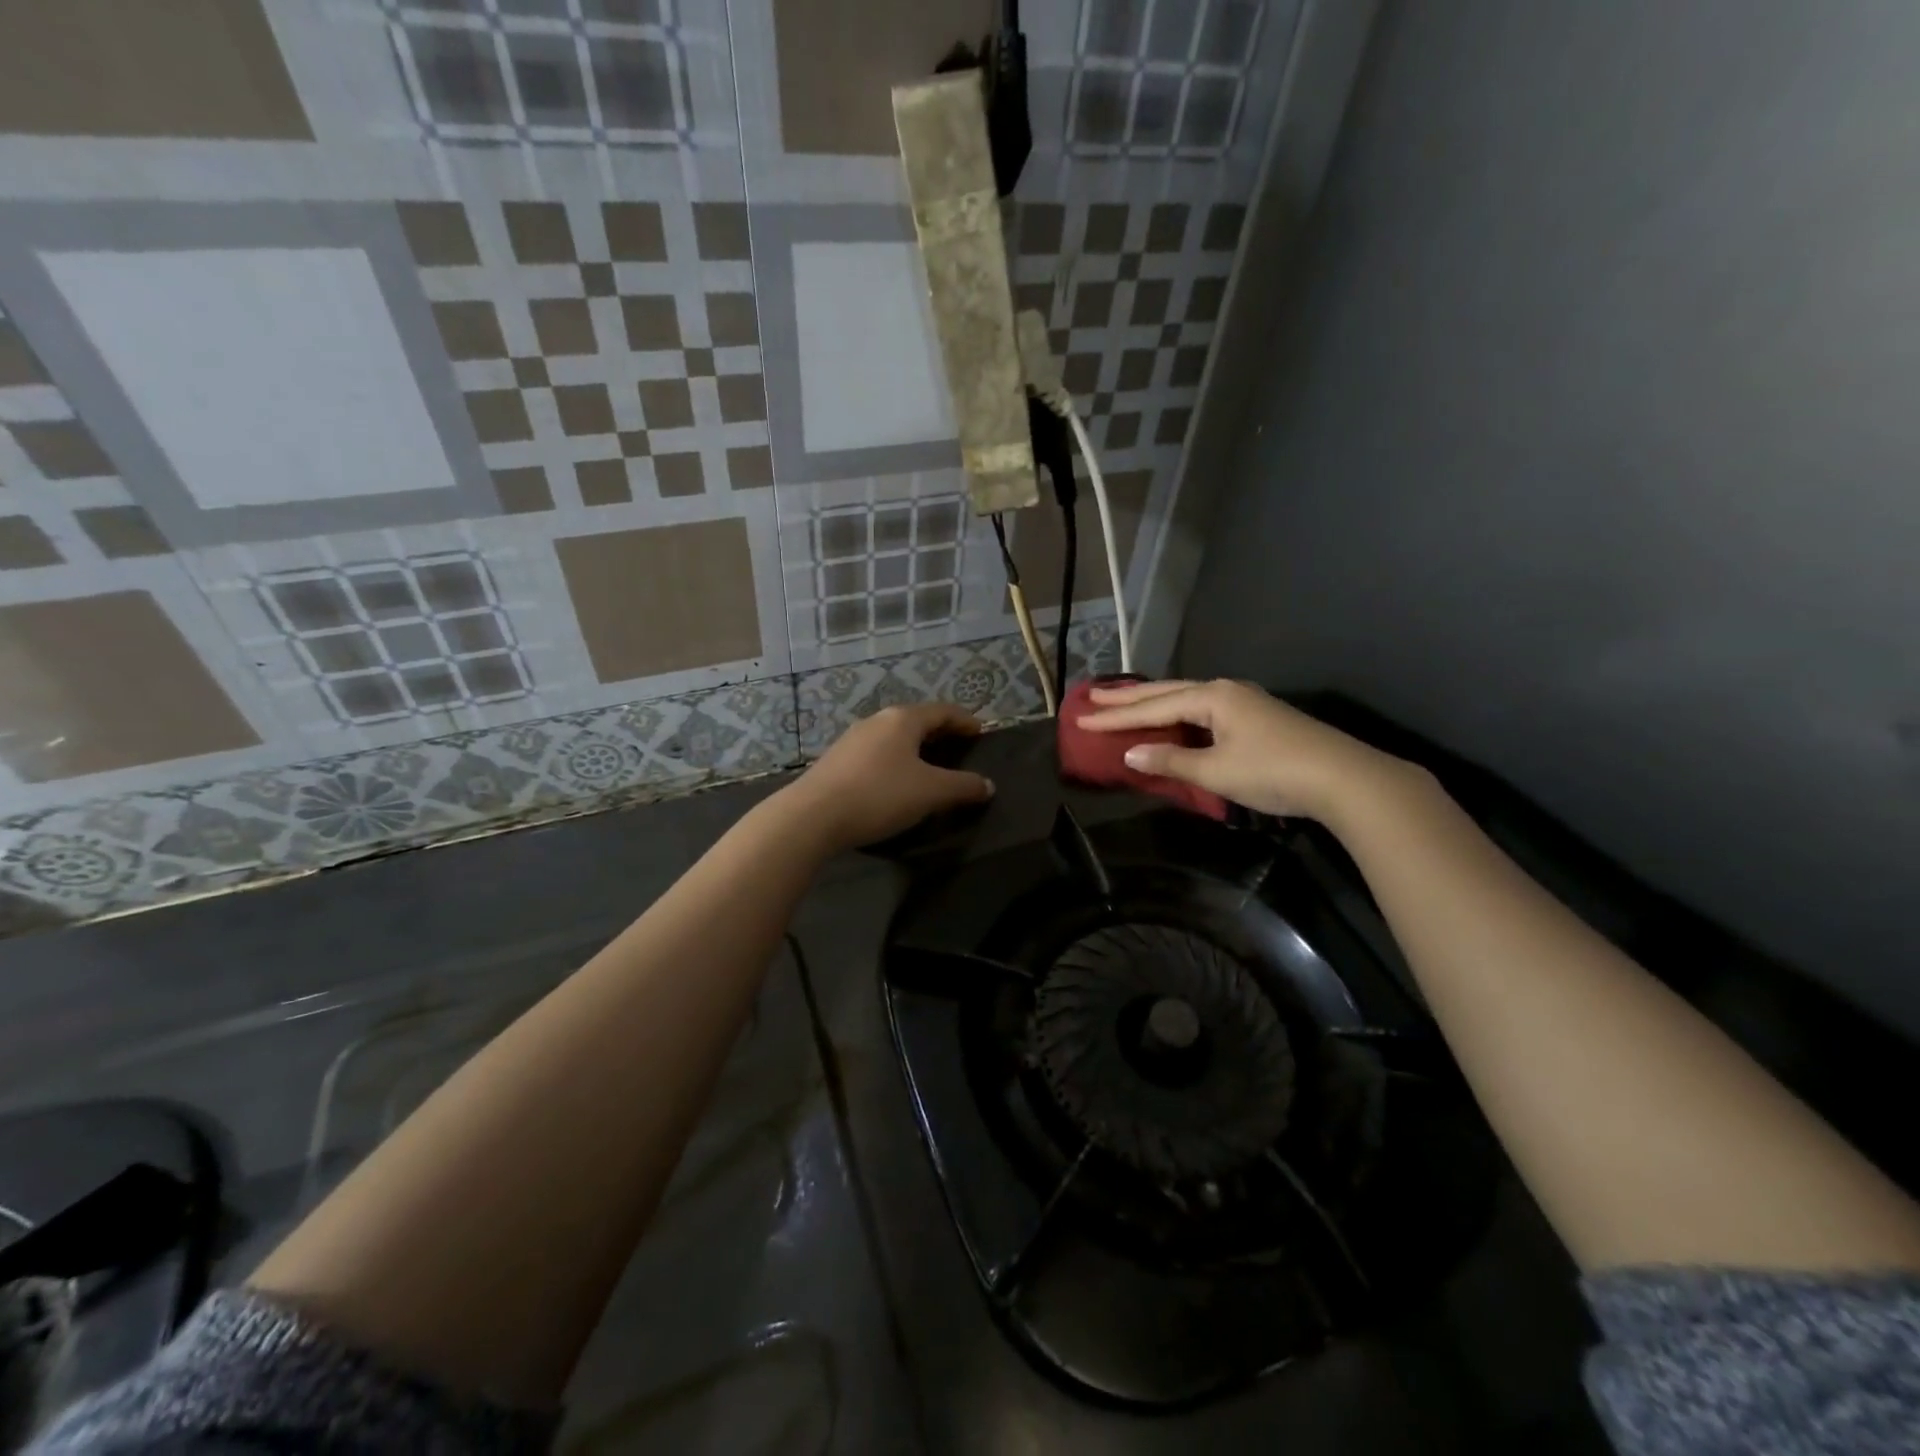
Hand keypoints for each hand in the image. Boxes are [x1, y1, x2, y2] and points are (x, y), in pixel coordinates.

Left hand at [781, 703, 994, 850]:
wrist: (813, 816)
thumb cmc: (880, 795)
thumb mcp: (930, 792)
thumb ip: (963, 786)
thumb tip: (987, 785)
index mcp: (903, 719)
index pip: (942, 711)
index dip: (964, 720)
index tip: (979, 731)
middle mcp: (877, 721)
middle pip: (916, 720)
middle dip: (939, 732)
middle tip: (958, 747)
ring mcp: (852, 739)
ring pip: (893, 737)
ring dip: (914, 747)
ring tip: (929, 765)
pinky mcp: (836, 760)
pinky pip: (876, 753)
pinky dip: (894, 760)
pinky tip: (895, 781)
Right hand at [1079, 679, 1411, 822]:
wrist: (1345, 778)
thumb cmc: (1274, 772)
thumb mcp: (1217, 770)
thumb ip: (1171, 761)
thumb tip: (1132, 753)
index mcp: (1213, 697)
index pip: (1154, 706)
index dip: (1116, 715)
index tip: (1082, 717)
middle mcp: (1226, 690)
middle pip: (1167, 691)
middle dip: (1129, 697)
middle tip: (1093, 696)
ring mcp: (1245, 702)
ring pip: (1187, 698)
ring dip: (1154, 702)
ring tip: (1125, 702)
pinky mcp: (1258, 718)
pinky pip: (1204, 709)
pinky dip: (1178, 713)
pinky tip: (1174, 718)